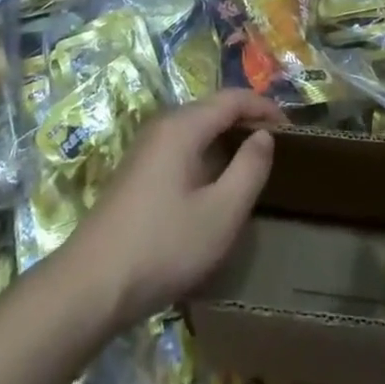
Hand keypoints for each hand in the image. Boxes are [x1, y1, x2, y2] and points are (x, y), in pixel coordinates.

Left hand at [60, 90, 285, 327]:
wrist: (91, 285)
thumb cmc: (163, 246)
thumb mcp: (220, 214)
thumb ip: (249, 169)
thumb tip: (264, 136)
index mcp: (183, 126)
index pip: (233, 98)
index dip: (265, 107)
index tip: (293, 130)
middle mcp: (163, 125)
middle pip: (213, 109)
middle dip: (247, 121)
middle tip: (277, 149)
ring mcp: (146, 147)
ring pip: (197, 129)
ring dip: (227, 139)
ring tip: (253, 166)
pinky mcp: (138, 171)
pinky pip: (182, 147)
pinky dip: (208, 154)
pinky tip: (216, 186)